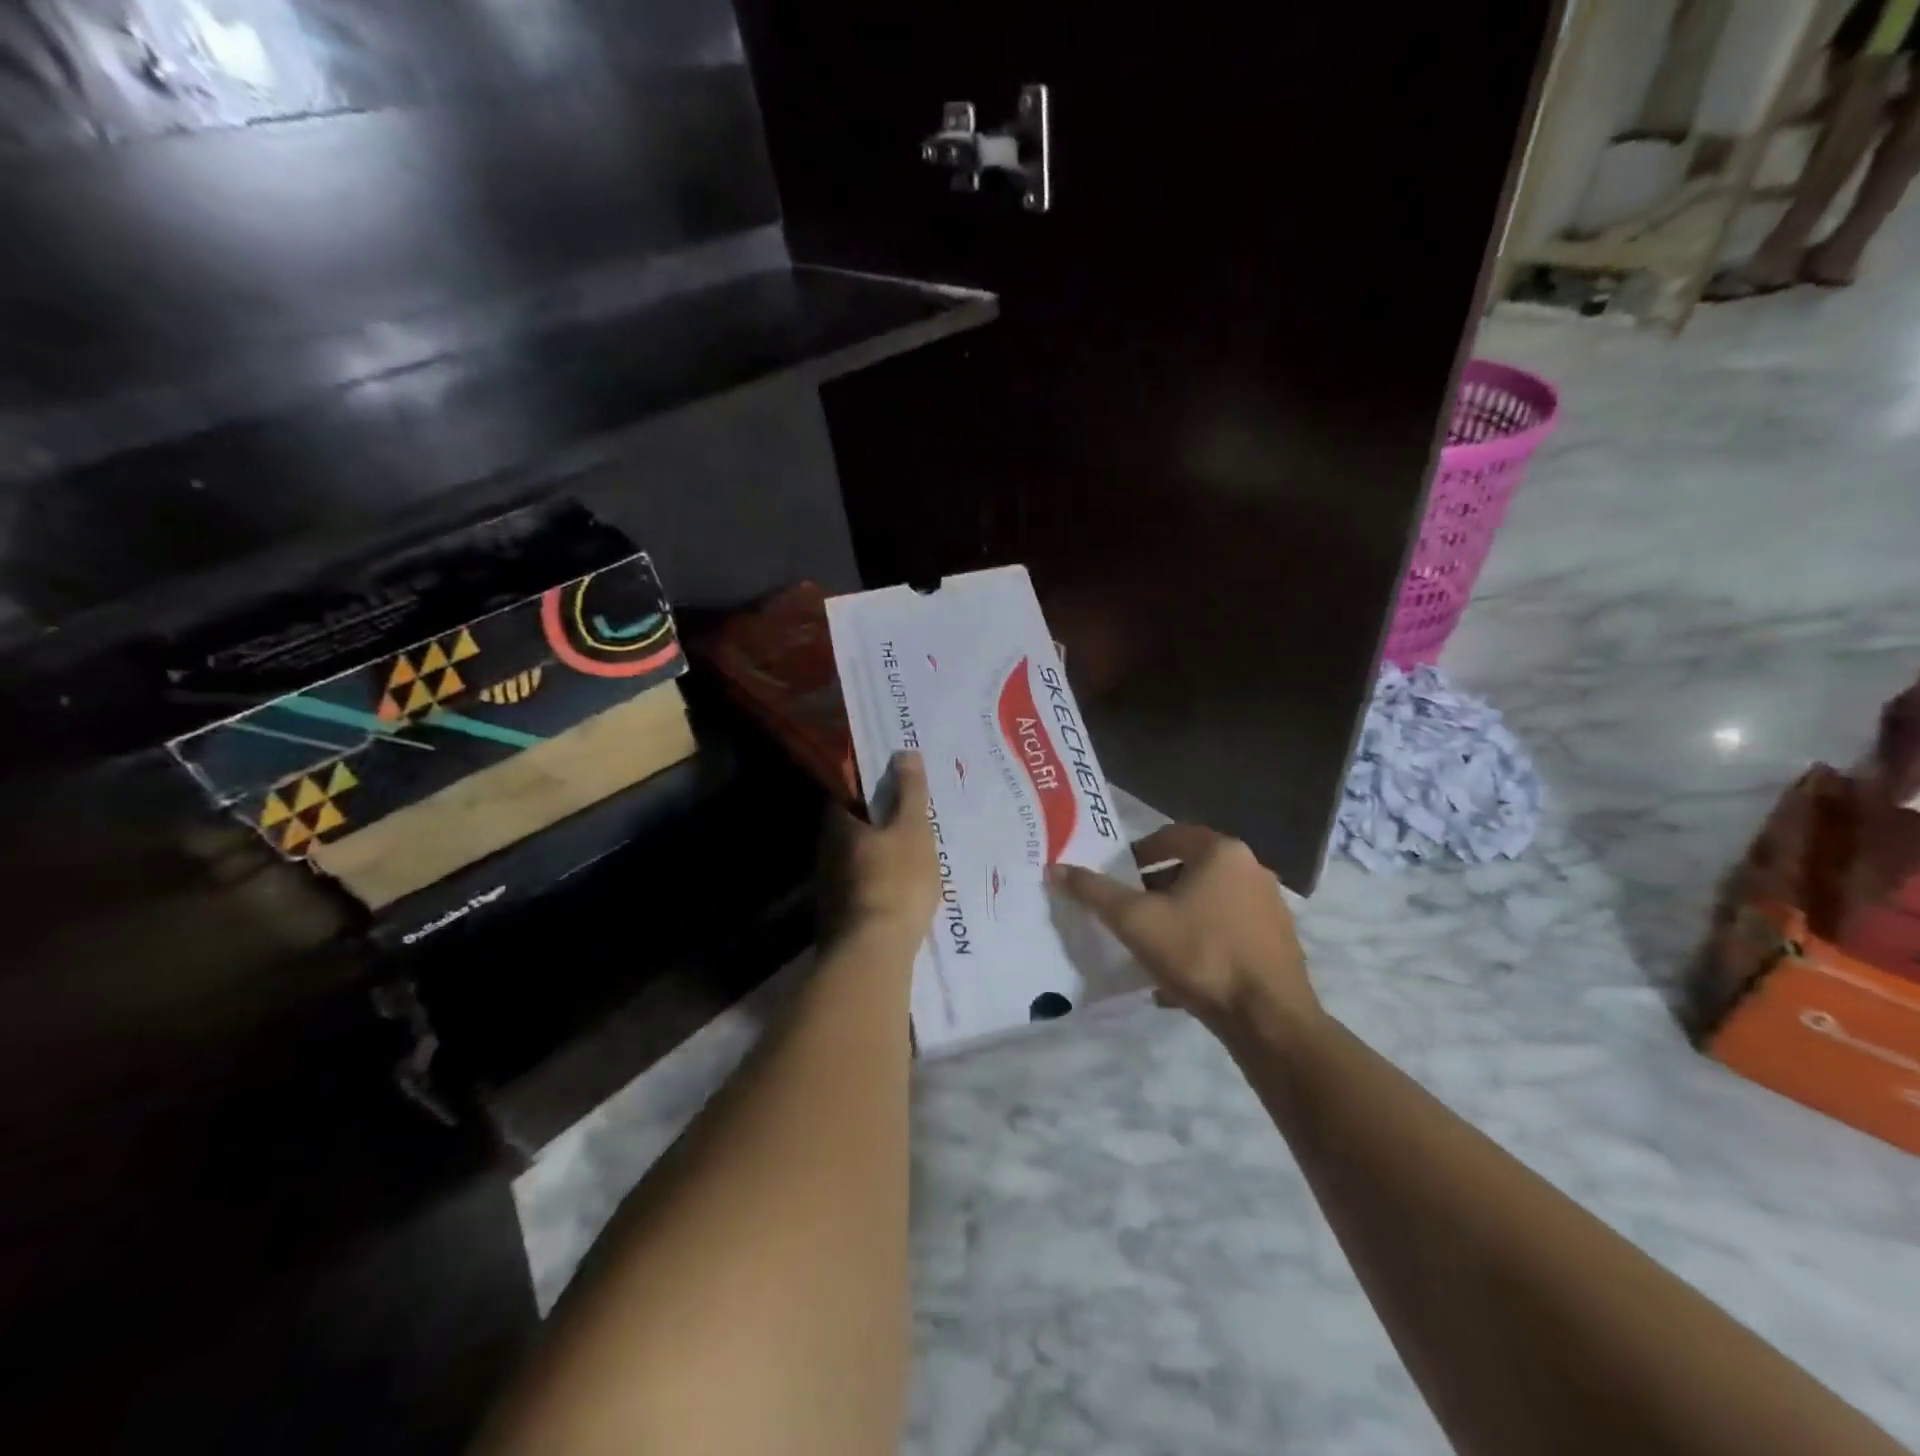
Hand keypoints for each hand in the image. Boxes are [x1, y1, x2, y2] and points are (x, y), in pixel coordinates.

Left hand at [824, 751, 940, 949]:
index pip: (845, 794)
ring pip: (855, 861)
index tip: (891, 786)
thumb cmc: (895, 880)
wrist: (873, 953)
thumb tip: (904, 752)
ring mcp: (829, 889)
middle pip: (850, 829)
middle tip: (908, 821)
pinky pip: (861, 889)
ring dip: (877, 856)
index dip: (866, 787)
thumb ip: (910, 792)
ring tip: (910, 857)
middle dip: (875, 824)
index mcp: (838, 826)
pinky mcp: (839, 919)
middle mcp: (826, 854)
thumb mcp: (912, 829)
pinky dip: (878, 884)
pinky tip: (900, 893)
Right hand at [1052, 824, 1317, 1041]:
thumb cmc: (1199, 953)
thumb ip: (1094, 891)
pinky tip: (1179, 976)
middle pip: (1191, 870)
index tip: (1117, 877)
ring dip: (1178, 918)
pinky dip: (1202, 943)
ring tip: (1149, 945)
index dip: (1138, 854)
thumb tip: (1056, 869)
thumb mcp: (1135, 920)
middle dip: (1155, 889)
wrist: (1268, 1019)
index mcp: (1222, 852)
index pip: (1171, 836)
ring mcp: (1271, 908)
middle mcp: (1252, 870)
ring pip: (1210, 903)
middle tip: (1128, 912)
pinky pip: (1228, 932)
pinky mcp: (1279, 943)